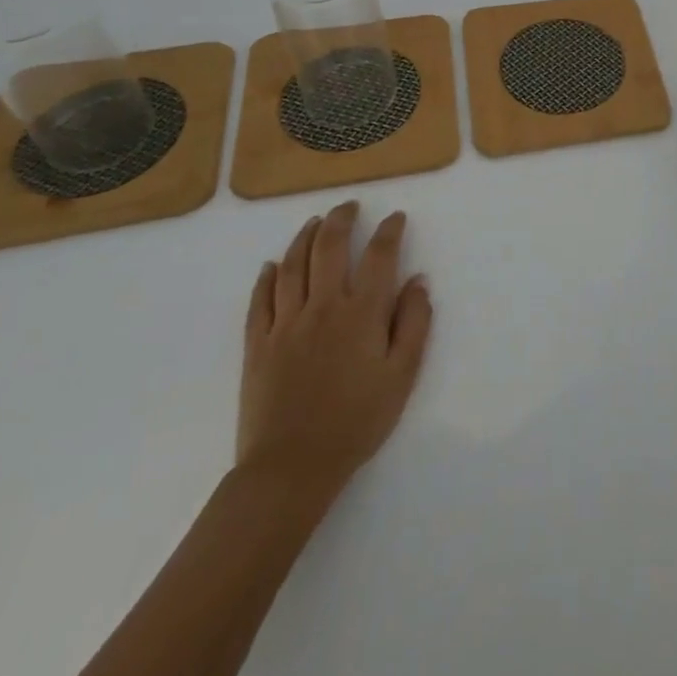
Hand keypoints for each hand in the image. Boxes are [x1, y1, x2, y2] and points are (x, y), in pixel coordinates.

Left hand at [237, 202, 432, 500]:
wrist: (291, 469)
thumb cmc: (356, 422)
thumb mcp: (402, 375)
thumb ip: (415, 323)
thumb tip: (419, 280)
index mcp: (362, 313)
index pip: (380, 255)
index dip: (390, 230)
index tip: (396, 218)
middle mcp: (323, 306)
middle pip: (329, 247)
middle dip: (341, 219)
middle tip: (349, 206)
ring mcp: (285, 323)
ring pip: (291, 265)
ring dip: (304, 237)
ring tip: (314, 222)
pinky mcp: (257, 344)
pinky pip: (259, 300)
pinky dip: (265, 277)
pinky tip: (271, 265)